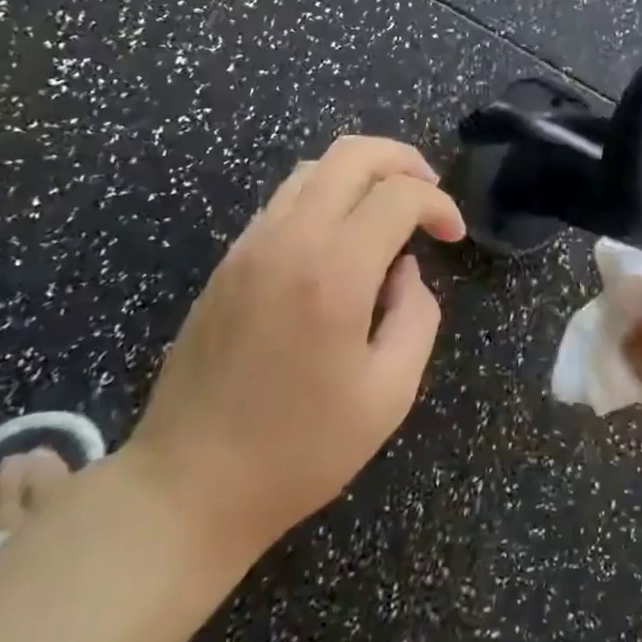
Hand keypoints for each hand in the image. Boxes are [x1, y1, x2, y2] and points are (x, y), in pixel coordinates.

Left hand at [128, 135, 464, 565]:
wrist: (188, 487)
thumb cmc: (299, 450)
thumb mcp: (389, 394)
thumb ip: (416, 316)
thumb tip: (405, 271)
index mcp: (333, 273)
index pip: (398, 196)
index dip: (438, 204)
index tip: (454, 236)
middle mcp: (289, 241)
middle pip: (352, 155)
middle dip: (403, 160)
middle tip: (429, 194)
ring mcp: (250, 246)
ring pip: (314, 167)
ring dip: (362, 173)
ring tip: (389, 209)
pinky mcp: (228, 262)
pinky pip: (285, 199)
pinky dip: (326, 195)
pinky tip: (341, 238)